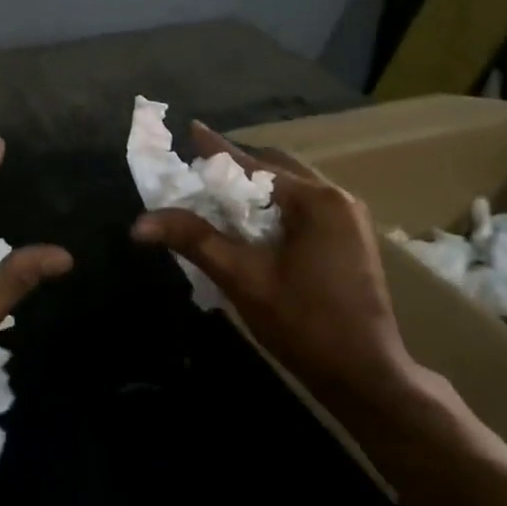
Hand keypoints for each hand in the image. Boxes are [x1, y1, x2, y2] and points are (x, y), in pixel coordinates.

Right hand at [131, 123, 420, 410]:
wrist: (366, 377)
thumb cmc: (304, 325)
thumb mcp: (243, 279)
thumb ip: (194, 240)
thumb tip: (140, 223)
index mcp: (316, 200)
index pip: (254, 165)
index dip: (217, 149)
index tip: (191, 128)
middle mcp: (337, 198)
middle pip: (276, 169)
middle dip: (238, 168)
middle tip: (200, 173)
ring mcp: (350, 218)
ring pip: (292, 188)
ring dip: (258, 189)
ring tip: (221, 197)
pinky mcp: (351, 239)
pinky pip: (305, 207)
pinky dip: (276, 207)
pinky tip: (255, 224)